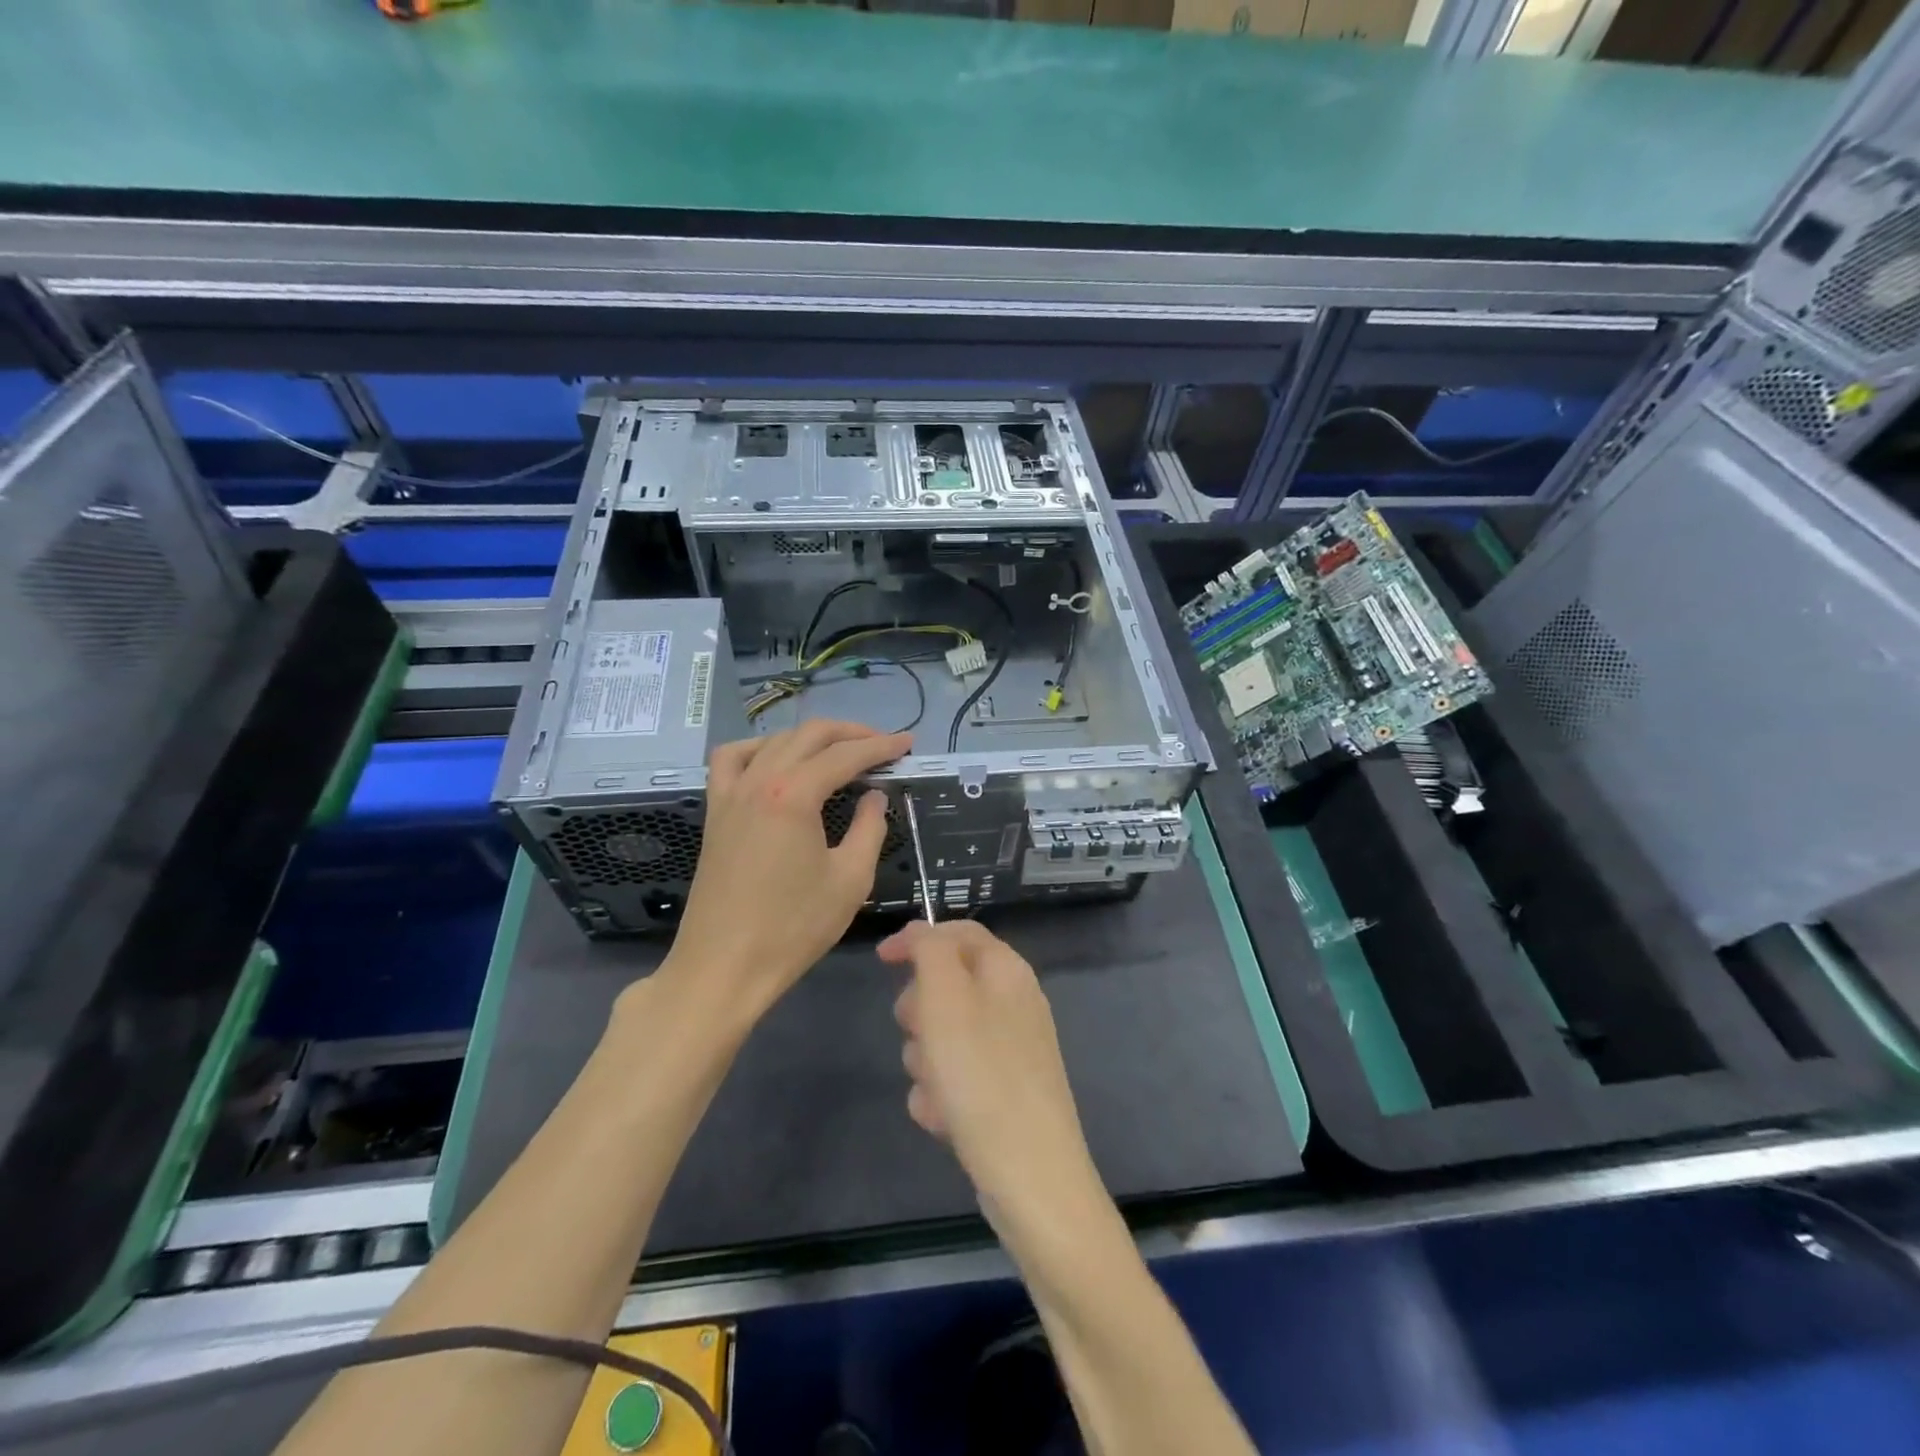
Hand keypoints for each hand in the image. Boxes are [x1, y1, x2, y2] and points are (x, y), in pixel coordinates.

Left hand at [663, 721, 910, 1019]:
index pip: (845, 755)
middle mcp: (759, 781)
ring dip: (810, 737)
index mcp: (793, 795)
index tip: (907, 743)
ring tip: (838, 750)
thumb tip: (874, 796)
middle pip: (808, 735)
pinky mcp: (715, 812)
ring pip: (773, 741)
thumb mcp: (850, 880)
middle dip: (851, 733)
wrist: (724, 967)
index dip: (881, 746)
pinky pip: (732, 760)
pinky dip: (759, 749)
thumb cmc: (793, 929)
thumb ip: (870, 829)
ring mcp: (731, 794)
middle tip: (883, 745)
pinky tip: (776, 762)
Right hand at [879, 921, 1104, 1237]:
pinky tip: (946, 1120)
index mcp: (1006, 970)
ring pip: (942, 1036)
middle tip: (919, 1035)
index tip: (881, 960)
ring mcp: (1010, 1050)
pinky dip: (941, 1094)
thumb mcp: (946, 998)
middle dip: (920, 1012)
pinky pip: (954, 1078)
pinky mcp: (1002, 1092)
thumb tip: (922, 932)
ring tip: (937, 1089)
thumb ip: (930, 950)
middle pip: (945, 986)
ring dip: (926, 1061)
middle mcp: (1013, 1002)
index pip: (958, 931)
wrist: (1031, 1176)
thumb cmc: (982, 1076)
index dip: (917, 938)